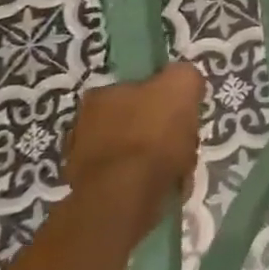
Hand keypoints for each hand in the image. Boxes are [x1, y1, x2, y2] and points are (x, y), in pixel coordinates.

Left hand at [62, 63, 205, 238]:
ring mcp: (83, 161)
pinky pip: (129, 179)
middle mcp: (83, 123)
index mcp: (101, 94)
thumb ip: (184, 75)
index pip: (137, 89)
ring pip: (133, 152)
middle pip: (135, 122)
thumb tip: (184, 80)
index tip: (183, 114)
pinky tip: (163, 186)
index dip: (164, 100)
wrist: (126, 194)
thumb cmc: (153, 135)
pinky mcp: (92, 192)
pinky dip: (146, 181)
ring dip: (154, 159)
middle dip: (160, 132)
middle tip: (184, 142)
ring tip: (178, 169)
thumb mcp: (182, 84)